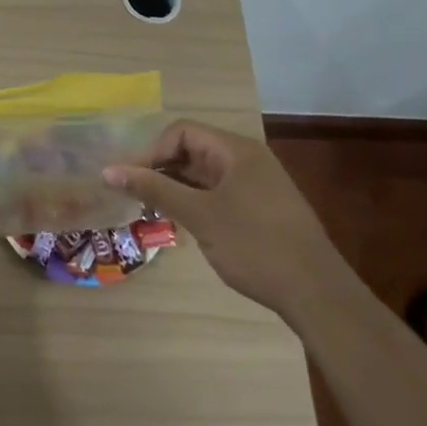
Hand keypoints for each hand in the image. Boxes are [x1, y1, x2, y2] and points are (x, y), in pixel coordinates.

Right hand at [102, 120, 335, 312]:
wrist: (317, 293)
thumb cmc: (255, 245)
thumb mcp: (199, 215)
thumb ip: (154, 189)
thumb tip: (109, 170)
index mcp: (236, 151)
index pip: (182, 132)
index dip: (152, 151)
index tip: (129, 179)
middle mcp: (247, 160)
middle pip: (192, 150)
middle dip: (160, 168)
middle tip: (133, 194)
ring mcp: (256, 185)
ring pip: (203, 174)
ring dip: (175, 186)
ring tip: (149, 208)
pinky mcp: (259, 208)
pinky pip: (217, 193)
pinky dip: (194, 201)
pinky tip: (179, 221)